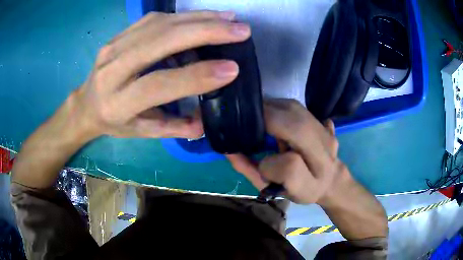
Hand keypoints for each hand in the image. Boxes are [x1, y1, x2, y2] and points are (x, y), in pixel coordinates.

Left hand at [72, 11, 250, 139]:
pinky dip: (183, 15)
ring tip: (229, 19)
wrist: (86, 103)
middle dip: (205, 32)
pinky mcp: (119, 34)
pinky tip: (205, 16)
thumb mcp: (140, 132)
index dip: (196, 75)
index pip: (158, 84)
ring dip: (199, 18)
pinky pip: (154, 19)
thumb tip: (205, 122)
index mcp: (117, 103)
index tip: (232, 68)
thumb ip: (172, 128)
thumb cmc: (113, 121)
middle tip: (240, 30)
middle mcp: (112, 70)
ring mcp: (113, 47)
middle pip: (159, 41)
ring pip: (159, 24)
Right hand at [227, 98, 345, 204]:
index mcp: (311, 183)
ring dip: (272, 108)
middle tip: (248, 122)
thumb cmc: (299, 189)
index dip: (269, 165)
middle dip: (267, 120)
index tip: (261, 164)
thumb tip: (229, 150)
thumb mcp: (273, 189)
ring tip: (259, 118)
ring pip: (296, 110)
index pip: (290, 167)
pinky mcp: (326, 123)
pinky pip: (300, 108)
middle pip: (297, 129)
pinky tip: (275, 115)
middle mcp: (324, 156)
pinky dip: (282, 106)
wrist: (331, 180)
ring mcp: (327, 135)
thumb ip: (250, 171)